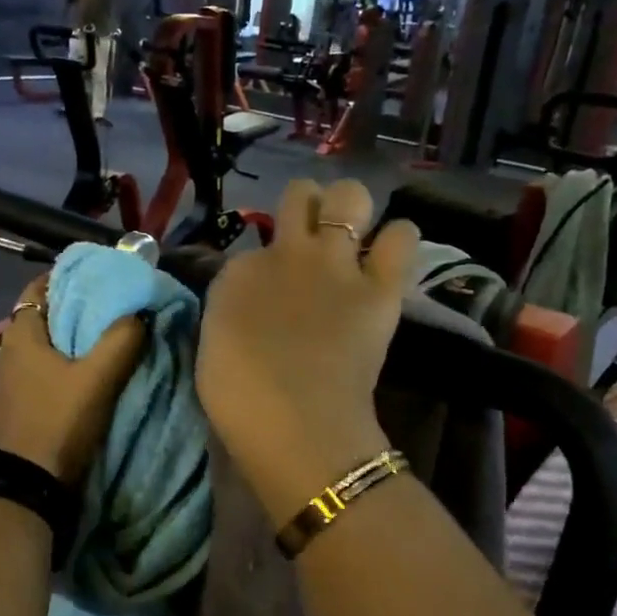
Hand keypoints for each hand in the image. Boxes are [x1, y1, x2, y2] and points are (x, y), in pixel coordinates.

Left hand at [0, 276, 145, 484]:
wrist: (31, 485)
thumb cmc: (60, 421)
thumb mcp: (98, 377)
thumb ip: (122, 339)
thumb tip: (139, 312)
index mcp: (20, 337)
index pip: (37, 289)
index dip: (66, 278)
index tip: (98, 277)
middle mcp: (7, 353)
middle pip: (41, 317)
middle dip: (72, 308)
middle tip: (110, 306)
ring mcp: (9, 382)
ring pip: (42, 346)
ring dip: (68, 339)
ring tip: (105, 338)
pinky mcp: (17, 405)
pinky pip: (41, 371)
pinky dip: (61, 364)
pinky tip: (86, 374)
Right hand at [196, 180, 418, 518]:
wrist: (294, 421)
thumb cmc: (241, 401)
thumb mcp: (214, 349)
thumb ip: (233, 314)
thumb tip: (254, 308)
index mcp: (236, 273)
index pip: (251, 248)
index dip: (264, 267)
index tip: (270, 293)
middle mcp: (285, 253)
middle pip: (299, 195)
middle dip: (308, 208)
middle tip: (314, 239)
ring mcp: (334, 264)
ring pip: (351, 195)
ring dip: (353, 211)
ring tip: (354, 239)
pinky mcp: (379, 287)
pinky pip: (402, 236)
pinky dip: (397, 242)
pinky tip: (387, 260)